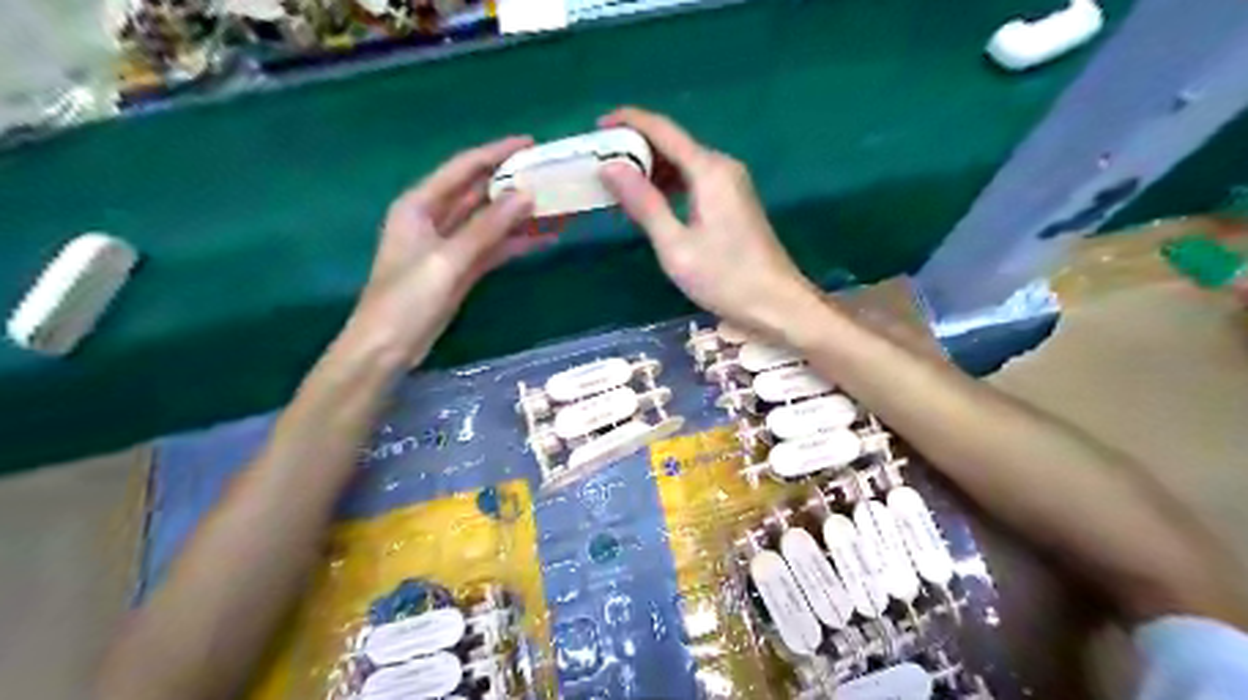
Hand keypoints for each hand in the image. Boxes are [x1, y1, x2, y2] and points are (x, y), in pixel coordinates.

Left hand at [339, 135, 544, 367]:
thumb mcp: (447, 259)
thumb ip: (486, 227)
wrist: (388, 347)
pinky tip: (544, 239)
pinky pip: (493, 247)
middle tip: (550, 175)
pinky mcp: (461, 268)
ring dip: (520, 215)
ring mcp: (450, 245)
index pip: (463, 168)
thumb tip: (525, 195)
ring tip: (556, 206)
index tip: (531, 143)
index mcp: (419, 204)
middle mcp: (434, 218)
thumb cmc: (407, 299)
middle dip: (512, 183)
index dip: (496, 153)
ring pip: (490, 221)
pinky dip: (516, 242)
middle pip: (479, 192)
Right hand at [600, 103, 827, 338]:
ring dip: (652, 171)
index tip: (598, 128)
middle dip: (637, 150)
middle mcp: (722, 167)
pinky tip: (651, 205)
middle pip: (674, 144)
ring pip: (684, 163)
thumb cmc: (725, 277)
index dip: (629, 122)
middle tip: (601, 168)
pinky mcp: (734, 202)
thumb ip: (644, 203)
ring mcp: (732, 184)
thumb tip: (610, 167)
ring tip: (619, 189)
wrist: (777, 304)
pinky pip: (695, 181)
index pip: (663, 130)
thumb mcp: (675, 245)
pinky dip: (670, 186)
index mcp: (709, 170)